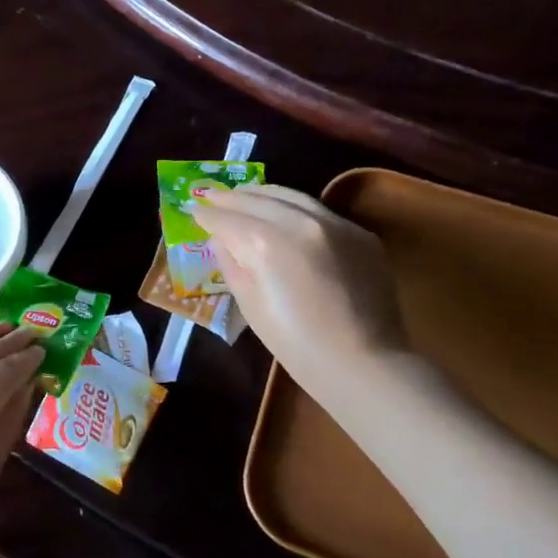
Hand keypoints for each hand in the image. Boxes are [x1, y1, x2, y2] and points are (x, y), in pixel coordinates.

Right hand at [190, 182, 408, 372]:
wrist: (364, 363)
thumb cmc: (296, 344)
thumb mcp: (250, 305)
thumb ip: (231, 264)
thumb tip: (222, 239)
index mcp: (266, 244)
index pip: (227, 219)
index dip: (207, 215)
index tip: (194, 210)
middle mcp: (300, 222)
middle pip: (257, 199)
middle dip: (230, 197)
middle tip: (211, 195)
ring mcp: (334, 223)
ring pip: (290, 196)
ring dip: (262, 194)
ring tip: (244, 195)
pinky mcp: (359, 233)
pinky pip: (319, 211)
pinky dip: (295, 209)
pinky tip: (286, 215)